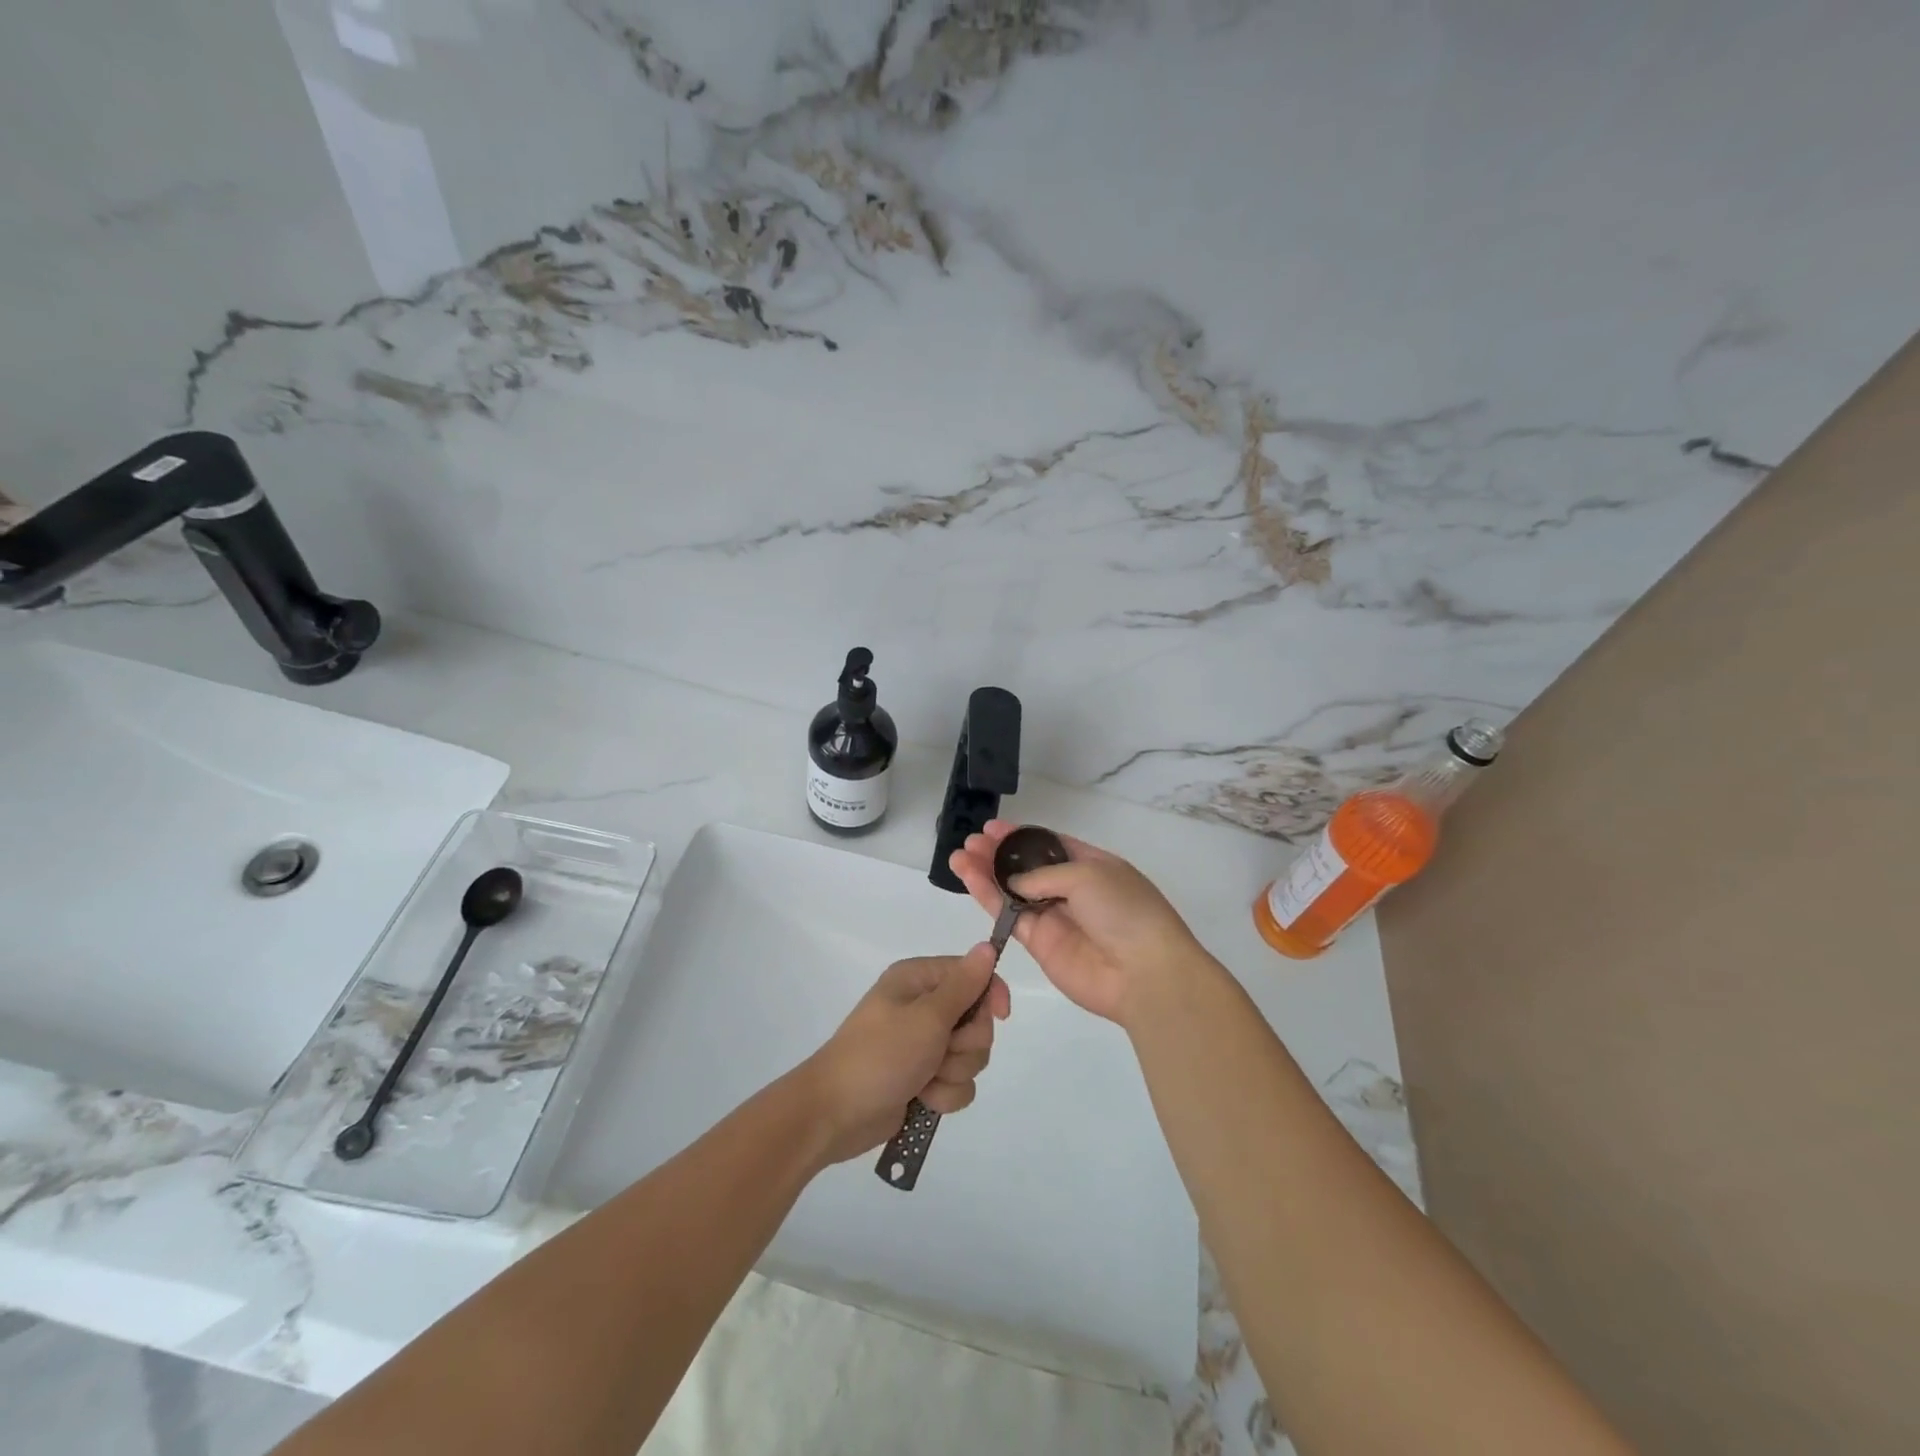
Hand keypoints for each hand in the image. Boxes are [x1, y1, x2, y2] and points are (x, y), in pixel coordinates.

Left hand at [800, 945, 1010, 1164]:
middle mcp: (922, 1007)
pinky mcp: (923, 1078)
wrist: (835, 1113)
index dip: (990, 995)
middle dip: (966, 1044)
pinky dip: (944, 1094)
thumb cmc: (881, 1054)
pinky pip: (957, 1083)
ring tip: (925, 1079)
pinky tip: (922, 1099)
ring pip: (970, 1056)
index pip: (973, 975)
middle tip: (941, 1051)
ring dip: (953, 1073)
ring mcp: (923, 1044)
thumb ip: (963, 985)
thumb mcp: (927, 1016)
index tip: (1000, 1016)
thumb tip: (987, 946)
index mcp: (918, 980)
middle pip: (977, 1020)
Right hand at [948, 820, 1206, 1026]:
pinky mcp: (1039, 944)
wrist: (1143, 973)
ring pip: (1012, 891)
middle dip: (998, 853)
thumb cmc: (1124, 910)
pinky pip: (1008, 916)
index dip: (1021, 836)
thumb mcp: (1088, 874)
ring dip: (985, 873)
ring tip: (959, 856)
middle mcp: (1071, 890)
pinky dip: (988, 897)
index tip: (993, 828)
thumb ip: (1043, 875)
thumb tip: (1015, 881)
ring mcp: (1054, 918)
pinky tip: (969, 879)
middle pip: (1026, 867)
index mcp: (1092, 865)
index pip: (1050, 845)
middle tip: (971, 841)